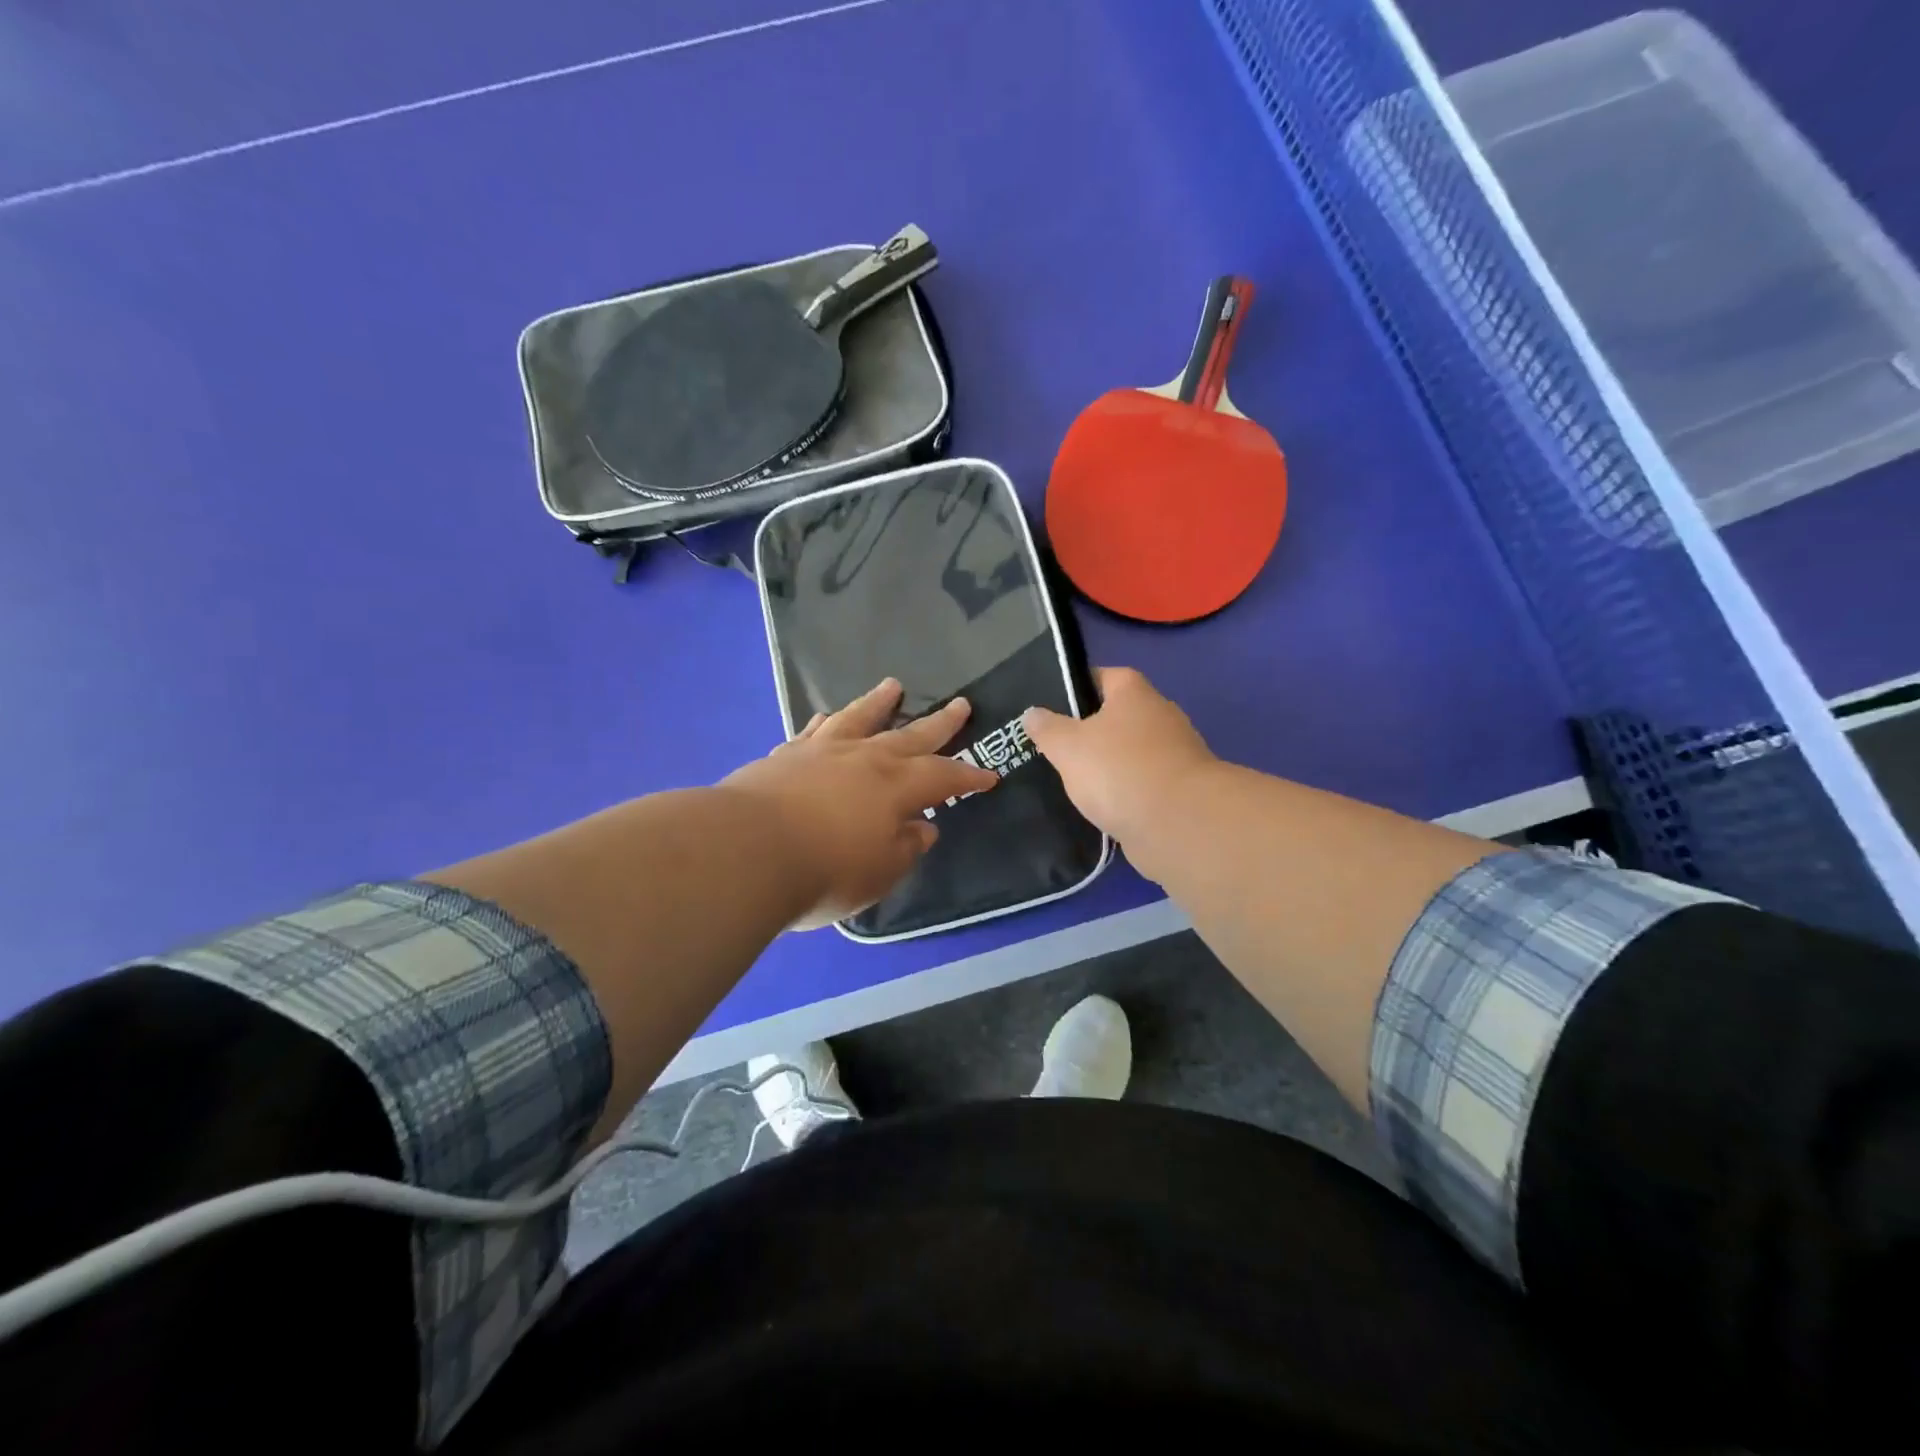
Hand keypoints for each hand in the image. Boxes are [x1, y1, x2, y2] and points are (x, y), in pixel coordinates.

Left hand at [722, 679, 1000, 928]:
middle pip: (910, 735)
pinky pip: (813, 732)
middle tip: (961, 704)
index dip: (968, 776)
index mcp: (897, 787)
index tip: (989, 775)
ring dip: (879, 702)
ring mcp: (822, 752)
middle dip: (939, 723)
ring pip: (859, 718)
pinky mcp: (784, 756)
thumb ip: (906, 847)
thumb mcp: (879, 872)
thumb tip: (922, 827)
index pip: (944, 776)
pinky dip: (826, 722)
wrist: (745, 851)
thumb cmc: (824, 870)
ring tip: (893, 685)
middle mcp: (865, 759)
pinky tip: (828, 718)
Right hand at [1023, 668, 1218, 871]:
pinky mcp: (1178, 790)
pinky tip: (1098, 807)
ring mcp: (1173, 754)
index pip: (1101, 676)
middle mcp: (1159, 715)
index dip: (1074, 688)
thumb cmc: (1119, 770)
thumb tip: (1032, 713)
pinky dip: (1122, 793)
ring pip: (1128, 753)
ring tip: (1069, 780)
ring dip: (1106, 766)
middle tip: (1052, 747)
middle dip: (1087, 731)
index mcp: (1134, 693)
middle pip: (1115, 716)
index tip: (1048, 707)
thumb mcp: (1067, 745)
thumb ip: (1047, 728)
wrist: (1179, 824)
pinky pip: (1140, 784)